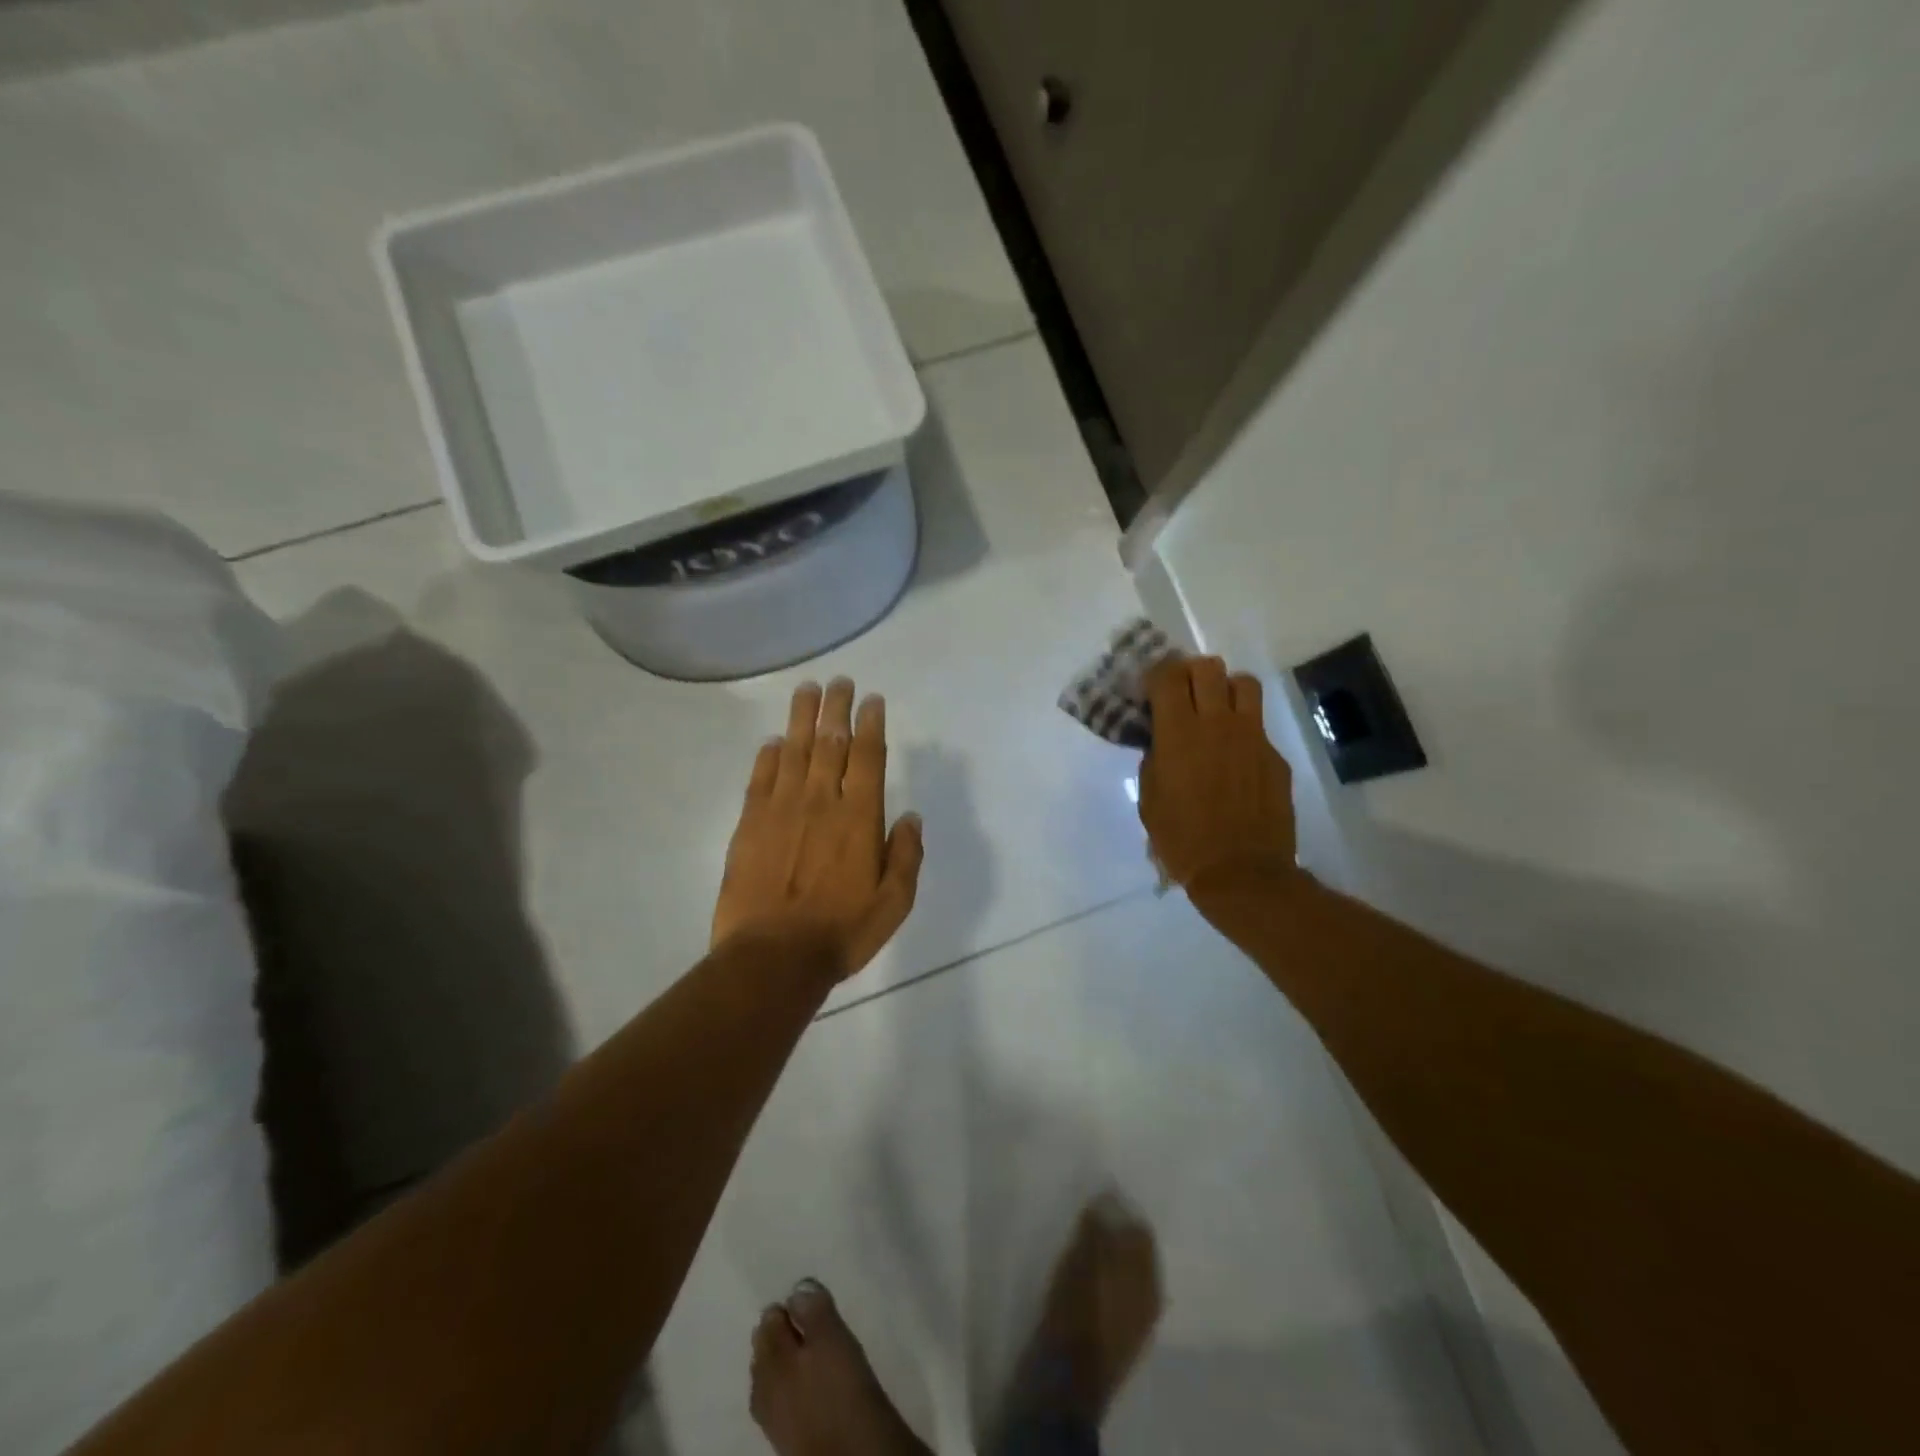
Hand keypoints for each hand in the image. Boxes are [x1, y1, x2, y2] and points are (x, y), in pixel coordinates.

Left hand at [712, 678, 923, 981]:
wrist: (772, 956)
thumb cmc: (841, 932)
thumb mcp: (894, 903)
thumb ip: (906, 856)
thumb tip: (912, 817)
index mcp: (859, 817)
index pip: (868, 757)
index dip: (871, 724)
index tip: (871, 700)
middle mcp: (821, 801)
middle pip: (830, 742)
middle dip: (836, 708)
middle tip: (839, 681)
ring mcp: (781, 809)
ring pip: (793, 750)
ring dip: (801, 717)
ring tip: (806, 690)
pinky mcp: (750, 824)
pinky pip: (760, 778)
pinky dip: (768, 756)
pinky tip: (773, 742)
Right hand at [1139, 657, 1295, 894]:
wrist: (1241, 872)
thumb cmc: (1182, 839)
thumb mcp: (1150, 798)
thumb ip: (1154, 758)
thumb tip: (1161, 740)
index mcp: (1179, 733)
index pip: (1168, 675)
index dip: (1156, 674)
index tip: (1150, 690)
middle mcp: (1218, 723)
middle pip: (1208, 667)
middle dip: (1190, 672)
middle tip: (1183, 694)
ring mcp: (1253, 737)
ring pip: (1244, 683)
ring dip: (1225, 688)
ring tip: (1215, 710)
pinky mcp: (1275, 756)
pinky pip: (1258, 725)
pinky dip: (1243, 729)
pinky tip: (1235, 758)